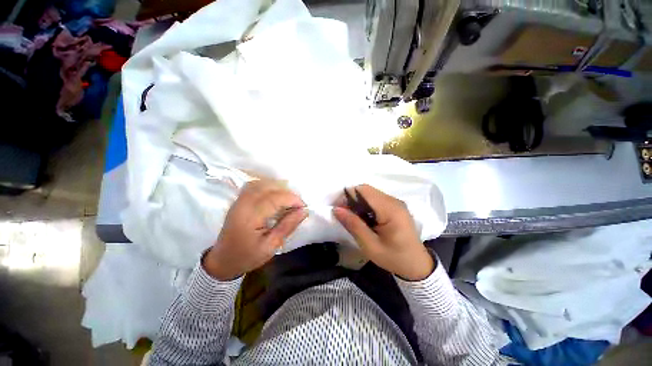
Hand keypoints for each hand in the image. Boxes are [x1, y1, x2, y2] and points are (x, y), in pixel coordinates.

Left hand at [204, 180, 307, 279]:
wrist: (222, 261)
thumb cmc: (248, 257)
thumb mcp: (271, 246)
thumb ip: (287, 226)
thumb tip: (304, 211)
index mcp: (250, 217)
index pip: (275, 199)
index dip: (293, 199)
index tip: (303, 207)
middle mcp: (243, 204)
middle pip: (269, 187)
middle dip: (287, 192)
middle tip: (297, 204)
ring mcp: (239, 200)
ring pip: (261, 183)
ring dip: (278, 187)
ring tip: (288, 199)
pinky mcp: (238, 200)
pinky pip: (254, 185)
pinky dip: (268, 186)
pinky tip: (274, 195)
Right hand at [333, 184, 433, 280]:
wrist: (417, 265)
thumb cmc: (394, 258)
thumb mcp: (370, 246)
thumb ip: (354, 225)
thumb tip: (336, 209)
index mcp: (390, 209)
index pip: (364, 190)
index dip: (348, 195)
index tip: (339, 209)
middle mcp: (394, 201)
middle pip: (367, 190)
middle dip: (352, 199)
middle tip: (345, 215)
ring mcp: (396, 202)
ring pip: (370, 194)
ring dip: (358, 202)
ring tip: (354, 218)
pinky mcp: (396, 206)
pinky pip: (376, 199)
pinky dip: (366, 205)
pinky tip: (365, 219)